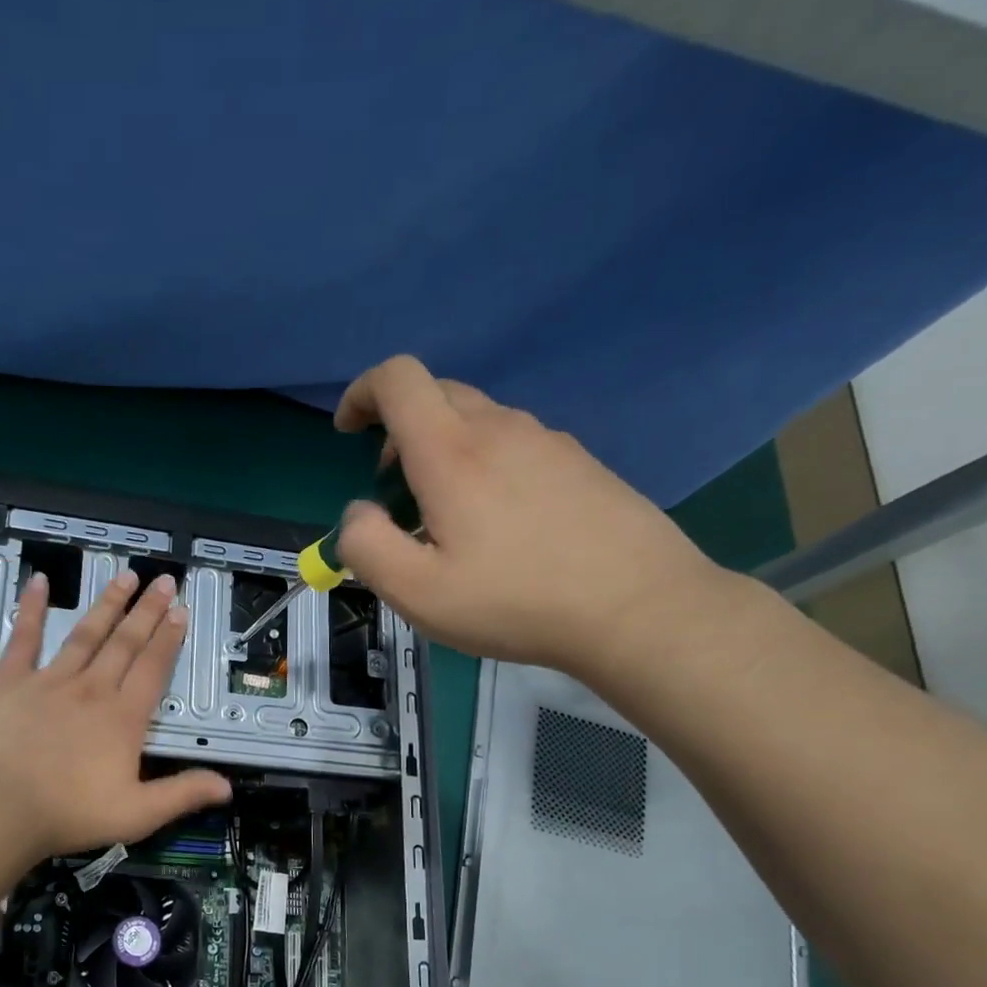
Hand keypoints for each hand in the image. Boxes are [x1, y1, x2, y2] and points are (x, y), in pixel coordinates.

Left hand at [0, 568, 231, 860]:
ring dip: (107, 604)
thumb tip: (227, 786)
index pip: (152, 669)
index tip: (179, 612)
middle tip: (163, 580)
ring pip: (85, 634)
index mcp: (123, 718)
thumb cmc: (68, 813)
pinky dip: (30, 608)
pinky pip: (23, 637)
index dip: (168, 639)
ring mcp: (49, 680)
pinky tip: (39, 581)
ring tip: (125, 576)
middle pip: (125, 643)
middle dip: (147, 611)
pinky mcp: (10, 680)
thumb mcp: (137, 814)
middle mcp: (91, 689)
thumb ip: (182, 794)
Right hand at [333, 355, 722, 673]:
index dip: (362, 393)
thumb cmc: (515, 601)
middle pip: (436, 394)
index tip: (348, 432)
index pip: (398, 379)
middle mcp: (500, 429)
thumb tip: (357, 513)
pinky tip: (500, 526)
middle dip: (398, 431)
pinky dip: (484, 465)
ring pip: (477, 421)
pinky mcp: (579, 462)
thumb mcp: (417, 592)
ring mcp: (547, 441)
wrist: (638, 607)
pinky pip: (515, 444)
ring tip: (447, 519)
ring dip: (443, 451)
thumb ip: (366, 546)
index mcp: (452, 452)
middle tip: (394, 491)